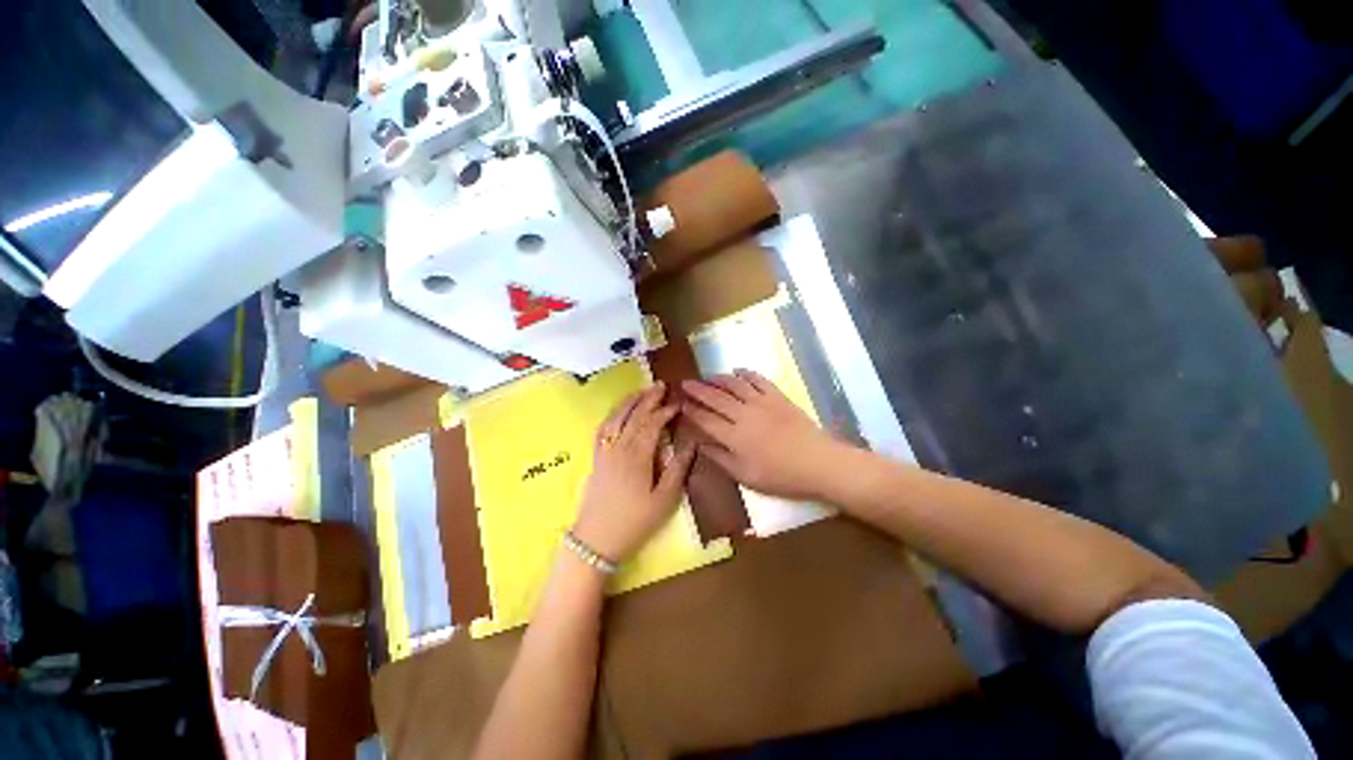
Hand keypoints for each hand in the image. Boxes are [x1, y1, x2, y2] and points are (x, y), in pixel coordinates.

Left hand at [572, 382, 695, 563]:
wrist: (596, 540)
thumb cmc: (635, 521)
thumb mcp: (664, 500)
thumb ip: (678, 469)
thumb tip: (691, 444)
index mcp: (638, 456)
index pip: (652, 424)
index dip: (665, 411)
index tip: (678, 404)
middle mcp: (619, 447)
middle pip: (634, 416)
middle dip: (648, 399)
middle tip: (660, 385)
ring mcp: (605, 451)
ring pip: (616, 418)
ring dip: (629, 402)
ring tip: (641, 390)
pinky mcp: (596, 458)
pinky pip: (602, 429)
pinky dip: (611, 415)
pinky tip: (618, 411)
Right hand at [681, 370, 845, 500]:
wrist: (817, 463)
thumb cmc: (780, 475)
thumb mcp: (745, 476)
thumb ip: (720, 458)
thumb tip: (700, 444)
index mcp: (734, 436)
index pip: (706, 419)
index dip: (691, 411)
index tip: (681, 404)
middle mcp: (743, 414)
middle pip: (715, 398)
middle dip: (698, 390)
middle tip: (686, 383)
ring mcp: (761, 402)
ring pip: (734, 385)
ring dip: (718, 379)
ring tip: (707, 376)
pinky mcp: (777, 396)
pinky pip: (758, 379)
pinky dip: (745, 373)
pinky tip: (737, 371)